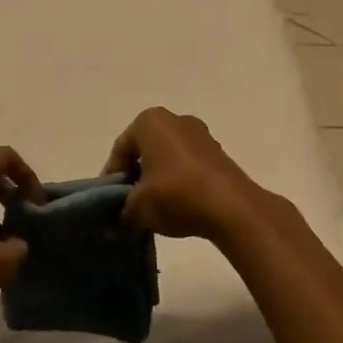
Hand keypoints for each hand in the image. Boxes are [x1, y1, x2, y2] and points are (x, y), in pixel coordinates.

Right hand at [104, 109, 267, 242]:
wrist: (233, 208)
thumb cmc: (176, 194)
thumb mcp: (138, 207)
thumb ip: (121, 212)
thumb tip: (115, 222)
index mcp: (150, 121)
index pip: (121, 149)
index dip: (112, 177)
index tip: (110, 201)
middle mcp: (175, 120)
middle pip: (145, 150)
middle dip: (136, 176)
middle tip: (129, 203)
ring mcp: (202, 135)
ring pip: (168, 158)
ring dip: (158, 180)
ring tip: (154, 209)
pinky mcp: (220, 154)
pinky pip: (189, 166)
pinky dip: (180, 182)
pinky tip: (178, 207)